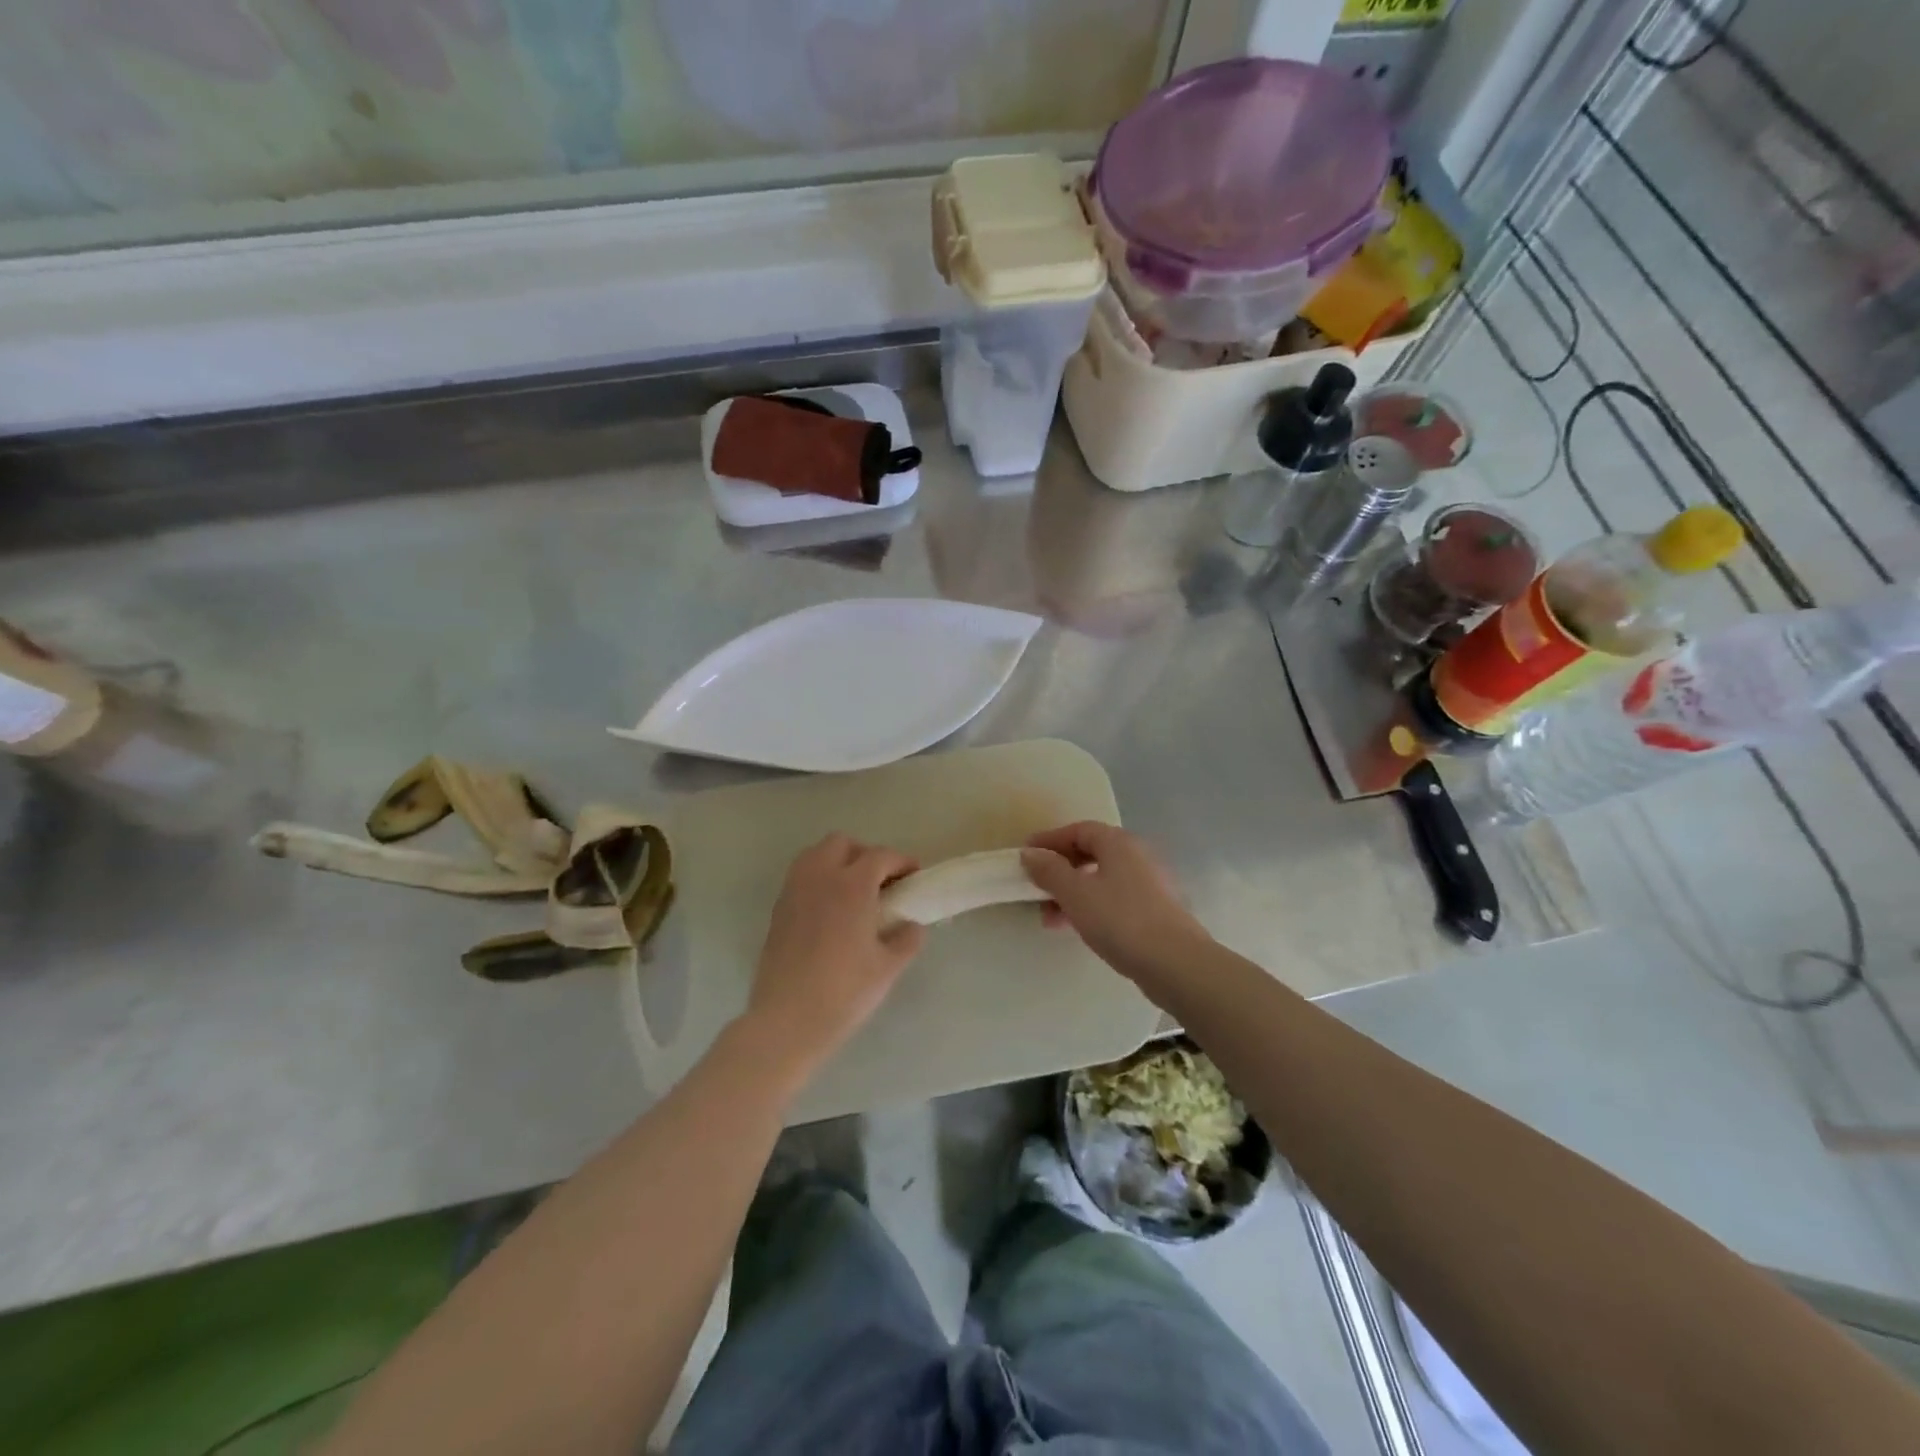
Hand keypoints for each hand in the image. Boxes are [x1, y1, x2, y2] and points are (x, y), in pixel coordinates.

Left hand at [745, 834, 926, 1075]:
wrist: (786, 1021)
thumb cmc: (843, 992)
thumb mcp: (887, 968)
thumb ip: (906, 939)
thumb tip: (911, 925)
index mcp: (851, 886)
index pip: (880, 856)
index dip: (901, 862)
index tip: (914, 876)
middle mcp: (819, 878)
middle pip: (842, 843)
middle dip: (865, 854)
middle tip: (881, 882)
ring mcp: (793, 892)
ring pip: (815, 855)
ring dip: (838, 862)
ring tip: (854, 893)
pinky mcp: (778, 910)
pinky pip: (801, 878)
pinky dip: (819, 880)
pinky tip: (831, 912)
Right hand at [1021, 822, 1209, 994]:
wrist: (1175, 963)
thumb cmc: (1120, 920)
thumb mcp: (1075, 893)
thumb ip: (1049, 870)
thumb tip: (1030, 854)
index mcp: (1118, 843)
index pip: (1078, 830)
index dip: (1049, 840)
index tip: (1025, 856)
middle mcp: (1136, 856)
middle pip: (1089, 853)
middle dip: (1058, 870)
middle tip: (1035, 889)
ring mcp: (1148, 884)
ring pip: (1100, 879)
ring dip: (1071, 893)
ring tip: (1049, 918)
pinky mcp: (1153, 910)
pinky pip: (1112, 899)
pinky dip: (1089, 907)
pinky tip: (1076, 928)